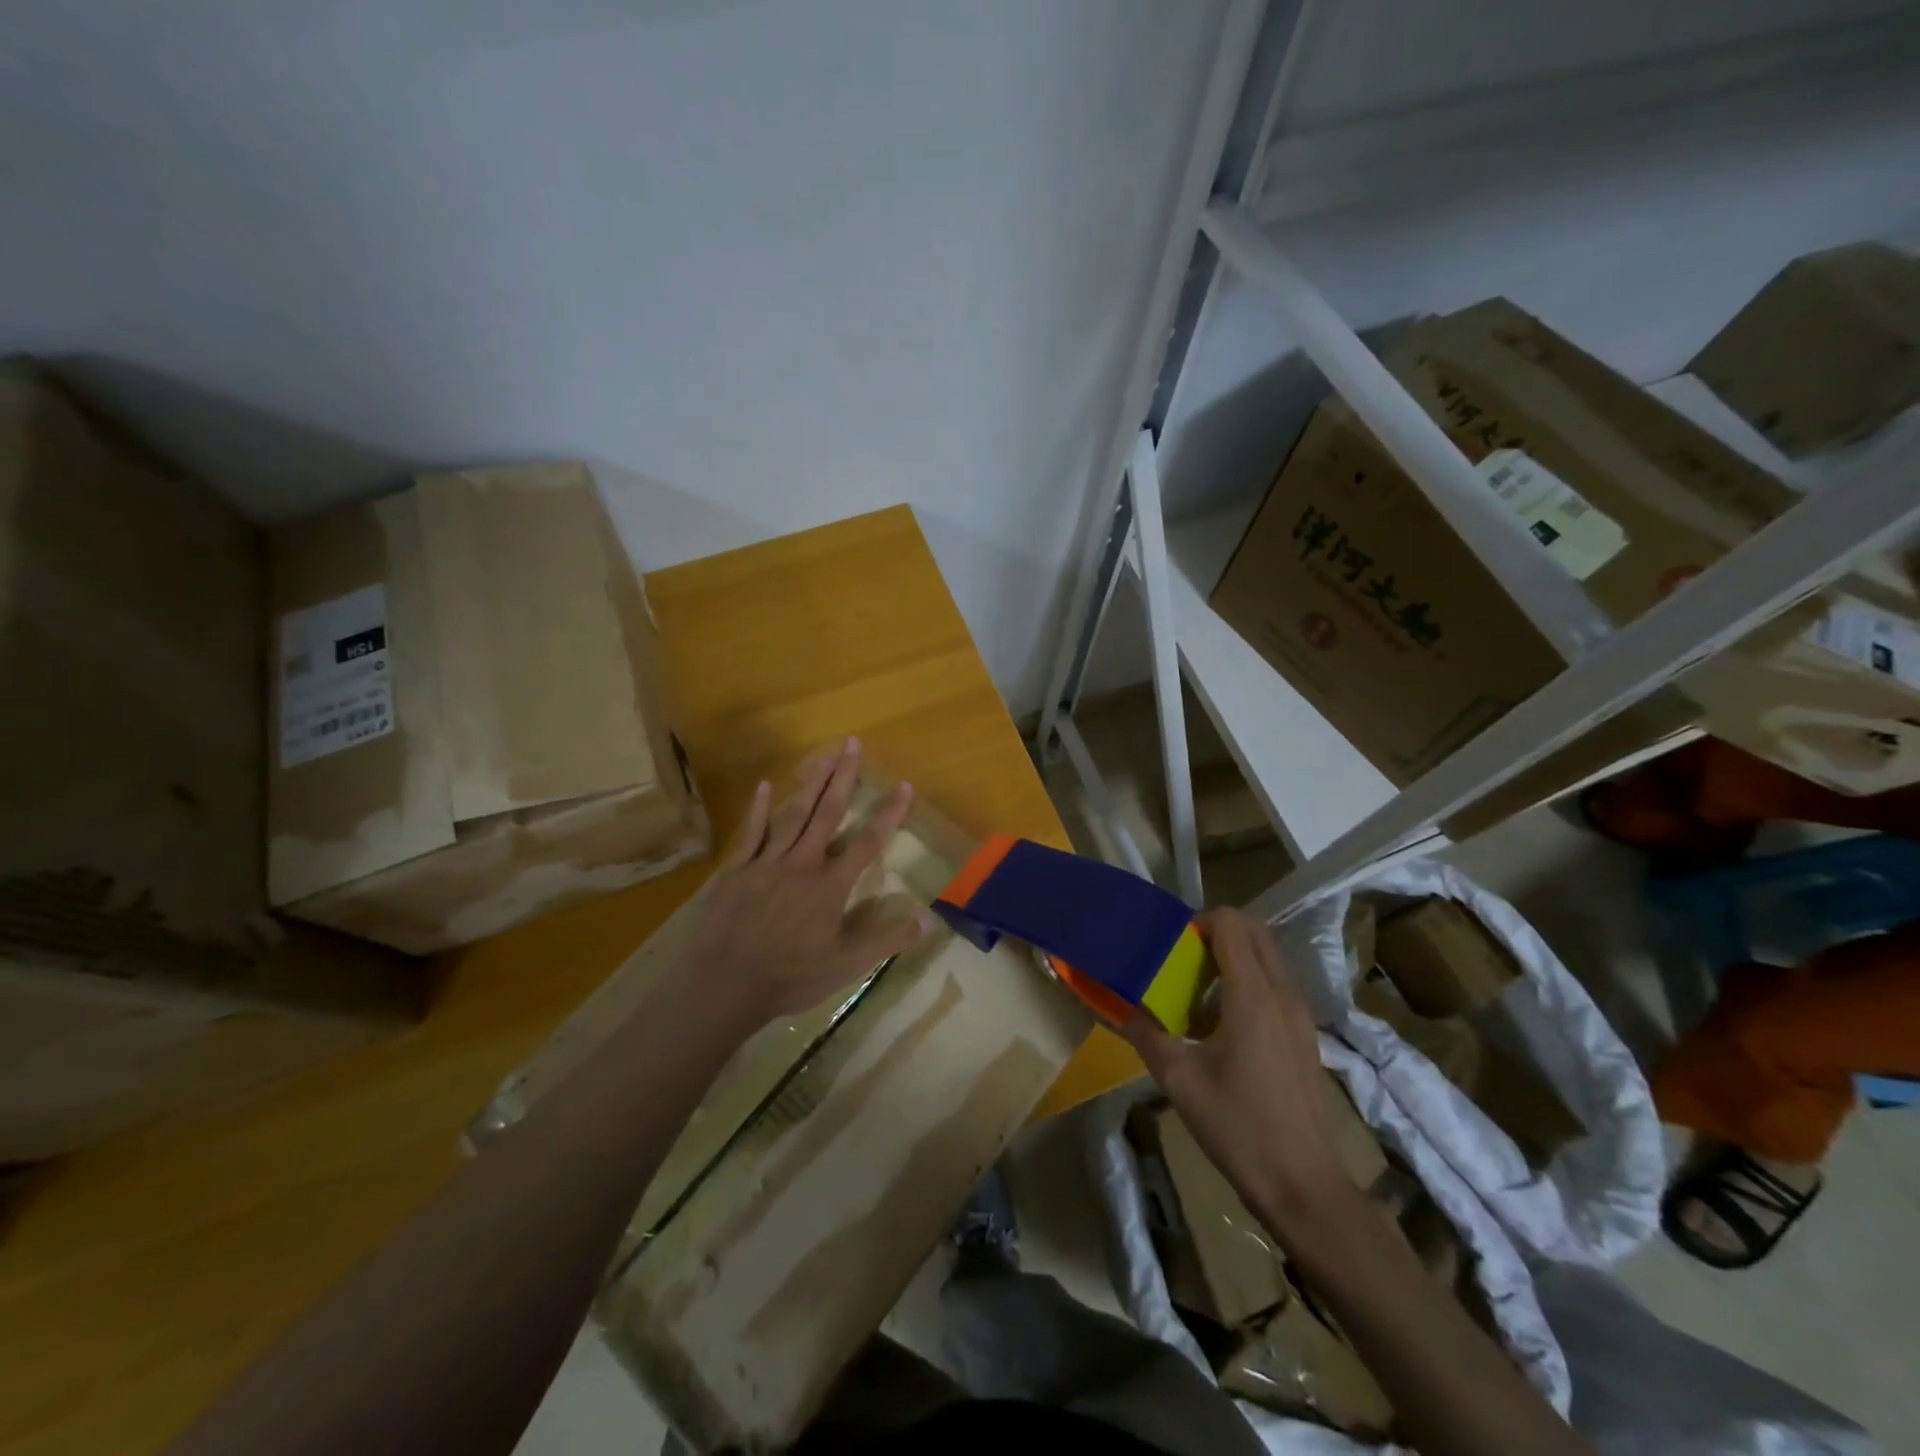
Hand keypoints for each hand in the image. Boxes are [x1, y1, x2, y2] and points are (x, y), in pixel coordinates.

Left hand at [682, 738, 933, 1028]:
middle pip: (827, 812)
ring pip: (793, 814)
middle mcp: (802, 863)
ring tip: (824, 754)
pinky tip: (766, 785)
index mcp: (830, 885)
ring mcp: (767, 862)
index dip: (889, 813)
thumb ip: (887, 939)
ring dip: (810, 783)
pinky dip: (759, 808)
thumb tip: (930, 919)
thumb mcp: (847, 965)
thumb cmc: (790, 976)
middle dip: (843, 777)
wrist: (724, 983)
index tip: (905, 784)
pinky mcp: (737, 870)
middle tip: (853, 743)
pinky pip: (751, 832)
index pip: (868, 842)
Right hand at [1120, 908, 1347, 1221]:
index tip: (1173, 945)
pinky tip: (1222, 1025)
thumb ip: (1146, 1034)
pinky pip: (1275, 985)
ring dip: (1234, 957)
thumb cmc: (1238, 1126)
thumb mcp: (1178, 1080)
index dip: (1199, 922)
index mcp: (1252, 995)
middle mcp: (1282, 993)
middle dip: (1218, 932)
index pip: (1231, 924)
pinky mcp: (1304, 1035)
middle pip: (1255, 931)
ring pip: (1268, 957)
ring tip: (1198, 992)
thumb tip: (1122, 1009)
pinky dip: (1249, 982)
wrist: (1302, 1184)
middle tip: (1184, 958)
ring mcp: (1299, 1014)